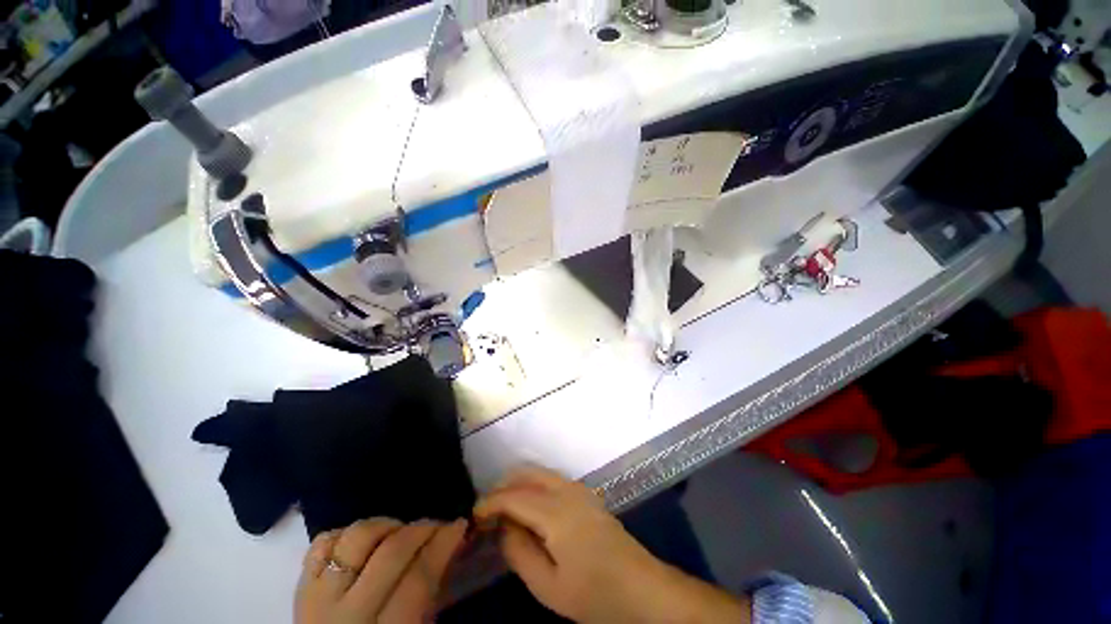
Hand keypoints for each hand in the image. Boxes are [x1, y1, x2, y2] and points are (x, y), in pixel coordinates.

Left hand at [295, 517, 467, 623]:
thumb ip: (428, 593)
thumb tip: (448, 545)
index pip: (418, 579)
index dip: (442, 545)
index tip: (459, 525)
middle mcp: (346, 612)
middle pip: (390, 553)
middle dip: (421, 529)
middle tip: (436, 524)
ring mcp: (318, 595)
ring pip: (356, 538)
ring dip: (385, 525)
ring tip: (398, 529)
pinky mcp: (301, 583)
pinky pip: (323, 542)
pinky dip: (347, 532)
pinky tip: (364, 539)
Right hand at [474, 466, 749, 623]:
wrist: (641, 586)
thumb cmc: (595, 592)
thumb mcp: (549, 586)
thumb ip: (520, 553)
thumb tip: (503, 527)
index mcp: (556, 510)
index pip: (514, 496)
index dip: (490, 502)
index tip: (473, 515)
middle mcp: (566, 489)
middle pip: (527, 473)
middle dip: (503, 486)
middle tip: (487, 511)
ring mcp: (579, 488)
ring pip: (540, 472)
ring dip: (518, 484)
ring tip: (503, 509)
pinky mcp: (586, 494)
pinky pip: (551, 479)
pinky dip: (533, 485)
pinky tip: (529, 507)